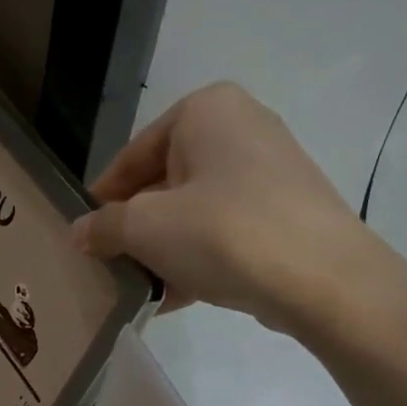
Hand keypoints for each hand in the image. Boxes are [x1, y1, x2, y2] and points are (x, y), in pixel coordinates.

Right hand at [71, 82, 396, 336]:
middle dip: (136, 228)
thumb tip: (80, 233)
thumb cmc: (224, 233)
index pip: (133, 155)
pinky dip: (199, 257)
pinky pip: (226, 229)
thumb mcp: (146, 228)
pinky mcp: (288, 210)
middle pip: (165, 182)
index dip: (103, 199)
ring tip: (141, 286)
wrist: (326, 281)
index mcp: (206, 110)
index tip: (85, 235)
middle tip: (111, 264)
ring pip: (195, 209)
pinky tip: (176, 296)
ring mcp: (271, 169)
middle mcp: (242, 127)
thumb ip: (103, 226)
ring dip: (164, 249)